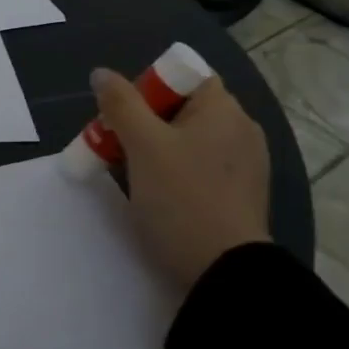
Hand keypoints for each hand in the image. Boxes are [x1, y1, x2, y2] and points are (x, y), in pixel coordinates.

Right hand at [91, 66, 270, 290]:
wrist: (225, 274)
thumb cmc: (181, 198)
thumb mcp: (142, 145)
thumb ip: (120, 103)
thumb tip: (102, 74)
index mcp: (224, 109)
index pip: (182, 76)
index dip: (147, 88)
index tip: (123, 117)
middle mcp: (242, 130)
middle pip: (182, 109)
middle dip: (144, 122)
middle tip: (116, 147)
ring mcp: (245, 165)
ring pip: (189, 140)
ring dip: (156, 149)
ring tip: (131, 175)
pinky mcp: (241, 195)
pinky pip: (201, 167)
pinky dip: (176, 173)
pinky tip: (158, 196)